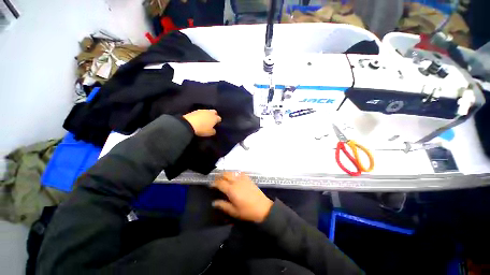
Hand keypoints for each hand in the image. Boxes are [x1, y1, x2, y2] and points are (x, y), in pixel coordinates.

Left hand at [183, 110, 220, 136]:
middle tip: (211, 120)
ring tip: (204, 120)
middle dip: (214, 115)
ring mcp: (202, 110)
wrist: (189, 124)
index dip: (218, 121)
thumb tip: (214, 129)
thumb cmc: (202, 129)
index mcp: (215, 118)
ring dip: (207, 115)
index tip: (216, 125)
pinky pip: (201, 112)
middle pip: (214, 112)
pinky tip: (199, 118)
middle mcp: (210, 113)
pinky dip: (201, 115)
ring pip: (207, 111)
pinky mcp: (195, 110)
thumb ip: (214, 131)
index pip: (219, 118)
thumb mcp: (210, 133)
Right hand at [212, 172, 272, 222]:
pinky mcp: (248, 178)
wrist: (263, 207)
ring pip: (232, 172)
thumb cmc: (247, 211)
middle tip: (217, 181)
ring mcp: (243, 179)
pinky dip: (235, 173)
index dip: (214, 183)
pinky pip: (239, 173)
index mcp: (231, 190)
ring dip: (226, 174)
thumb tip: (214, 202)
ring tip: (224, 178)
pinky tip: (234, 177)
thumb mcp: (233, 211)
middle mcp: (236, 182)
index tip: (211, 185)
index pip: (220, 183)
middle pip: (225, 174)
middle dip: (219, 176)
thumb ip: (223, 205)